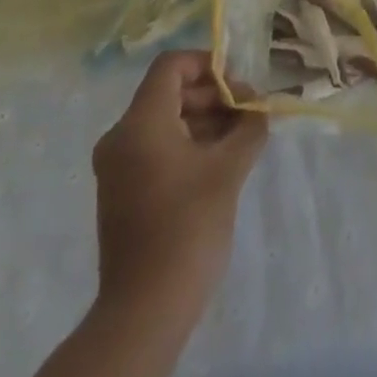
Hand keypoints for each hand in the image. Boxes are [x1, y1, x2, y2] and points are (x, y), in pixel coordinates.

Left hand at [91, 50, 268, 324]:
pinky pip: (156, 149)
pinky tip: (219, 164)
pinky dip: (187, 145)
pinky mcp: (122, 193)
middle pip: (170, 93)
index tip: (239, 87)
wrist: (145, 311)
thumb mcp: (228, 169)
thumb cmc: (188, 227)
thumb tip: (259, 109)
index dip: (208, 65)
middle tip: (248, 115)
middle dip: (212, 97)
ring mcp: (117, 168)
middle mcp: (121, 137)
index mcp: (140, 123)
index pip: (172, 66)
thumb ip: (248, 127)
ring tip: (240, 140)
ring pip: (165, 122)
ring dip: (204, 122)